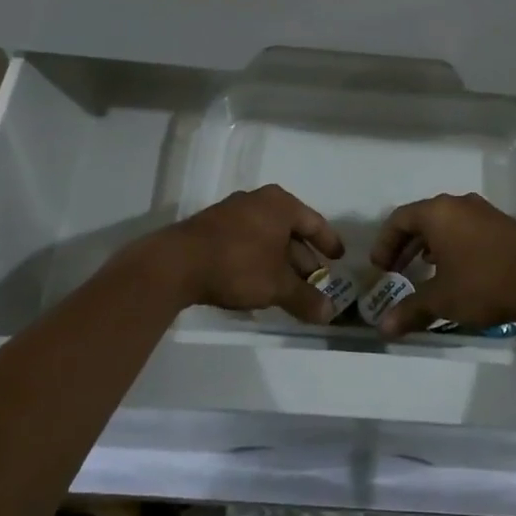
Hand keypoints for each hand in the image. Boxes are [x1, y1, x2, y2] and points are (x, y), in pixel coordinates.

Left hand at [155, 185, 344, 322]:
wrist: (176, 263)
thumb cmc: (238, 265)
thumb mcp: (277, 285)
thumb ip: (305, 298)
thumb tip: (329, 314)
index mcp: (280, 204)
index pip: (314, 222)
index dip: (328, 242)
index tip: (339, 258)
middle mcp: (258, 201)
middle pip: (290, 229)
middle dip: (303, 257)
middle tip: (316, 280)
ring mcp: (232, 212)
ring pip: (267, 237)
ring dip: (280, 261)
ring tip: (289, 287)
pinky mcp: (212, 228)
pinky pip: (247, 241)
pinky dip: (259, 259)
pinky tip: (259, 282)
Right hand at [369, 192, 515, 338]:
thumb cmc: (482, 283)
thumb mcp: (441, 299)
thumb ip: (410, 310)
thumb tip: (383, 329)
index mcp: (438, 212)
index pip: (399, 219)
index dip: (385, 243)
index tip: (380, 268)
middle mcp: (459, 204)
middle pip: (422, 218)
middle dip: (406, 244)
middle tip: (397, 270)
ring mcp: (484, 212)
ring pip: (447, 223)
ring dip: (430, 245)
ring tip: (425, 270)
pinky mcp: (504, 225)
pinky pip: (467, 228)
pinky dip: (453, 245)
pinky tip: (458, 270)